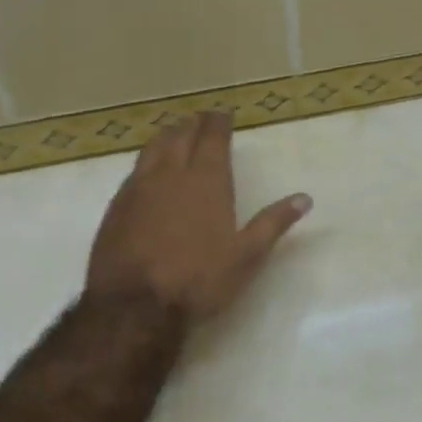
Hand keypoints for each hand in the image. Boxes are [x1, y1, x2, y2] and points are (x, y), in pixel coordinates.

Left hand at [87, 111, 310, 321]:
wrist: (134, 306)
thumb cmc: (198, 279)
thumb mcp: (247, 255)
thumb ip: (274, 222)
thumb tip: (304, 198)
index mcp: (206, 180)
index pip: (212, 137)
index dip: (218, 122)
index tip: (223, 114)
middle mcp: (171, 174)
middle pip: (180, 136)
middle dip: (193, 124)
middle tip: (201, 120)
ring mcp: (139, 188)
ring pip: (153, 148)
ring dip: (167, 136)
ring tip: (174, 133)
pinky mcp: (117, 206)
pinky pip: (134, 170)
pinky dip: (146, 160)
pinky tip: (148, 170)